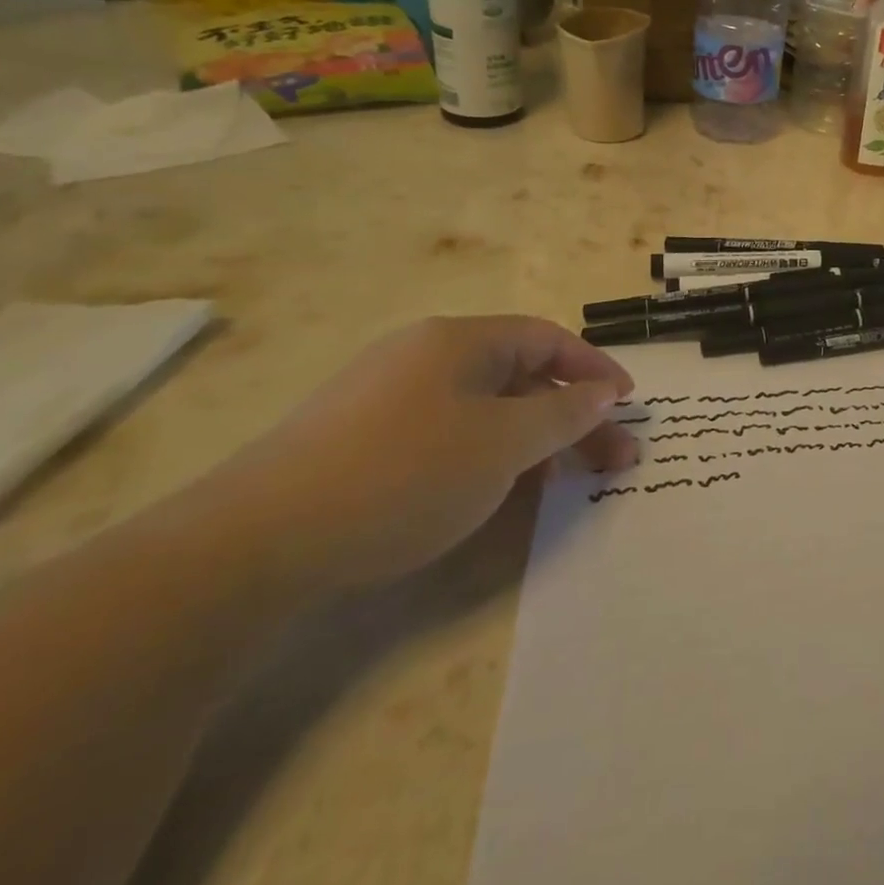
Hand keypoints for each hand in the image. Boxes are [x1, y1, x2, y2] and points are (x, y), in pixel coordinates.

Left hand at [204, 317, 636, 595]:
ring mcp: (390, 399)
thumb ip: (564, 415)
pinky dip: (490, 456)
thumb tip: (605, 392)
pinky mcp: (364, 441)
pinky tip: (500, 492)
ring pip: (487, 409)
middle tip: (614, 458)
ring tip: (565, 481)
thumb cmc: (402, 475)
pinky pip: (451, 434)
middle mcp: (425, 357)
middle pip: (521, 376)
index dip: (595, 368)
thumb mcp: (503, 444)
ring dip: (535, 439)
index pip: (547, 339)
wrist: (253, 545)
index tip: (629, 403)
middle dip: (574, 415)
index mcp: (459, 341)